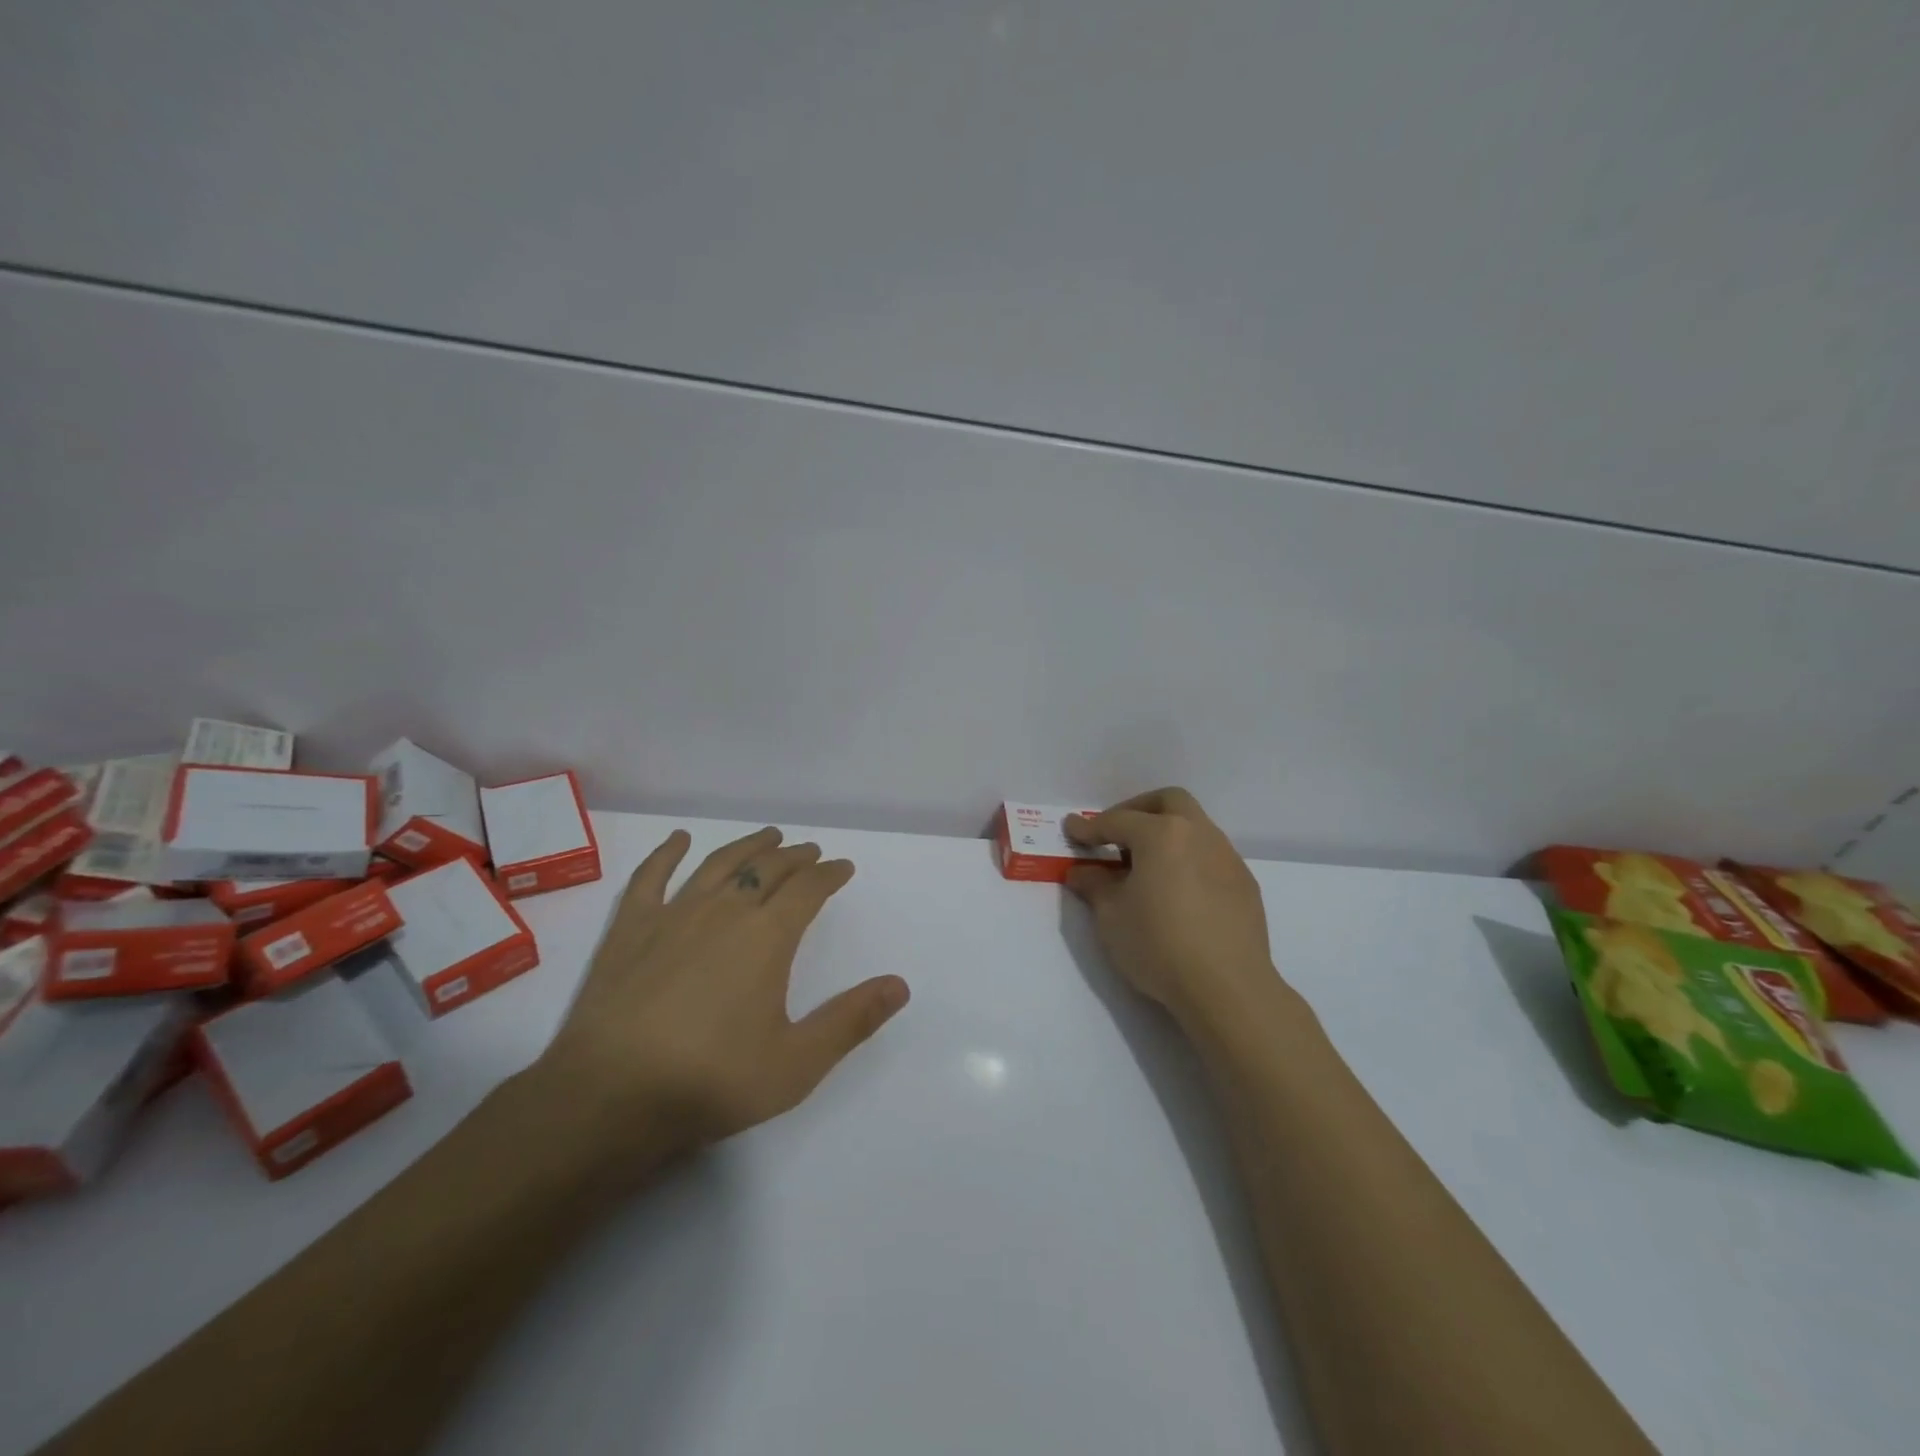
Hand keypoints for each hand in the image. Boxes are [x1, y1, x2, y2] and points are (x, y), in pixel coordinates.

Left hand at [533, 826, 909, 1164]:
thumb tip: (900, 984)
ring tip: (767, 836)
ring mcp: (673, 914)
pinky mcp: (630, 929)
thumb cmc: (711, 1082)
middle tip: (810, 852)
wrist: (610, 1098)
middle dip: (795, 857)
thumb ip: (851, 1020)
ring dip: (748, 846)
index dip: (830, 874)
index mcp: (767, 937)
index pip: (808, 889)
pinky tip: (679, 840)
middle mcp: (724, 911)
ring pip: (718, 864)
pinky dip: (667, 853)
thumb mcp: (796, 1063)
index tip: (843, 868)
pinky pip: (651, 877)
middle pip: (767, 870)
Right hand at [1064, 788, 1280, 1032]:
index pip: (1117, 821)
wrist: (1227, 988)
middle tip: (1116, 835)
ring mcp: (1227, 857)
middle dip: (1138, 810)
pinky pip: (1210, 856)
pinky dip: (1188, 860)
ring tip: (1146, 867)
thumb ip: (1095, 885)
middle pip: (1168, 802)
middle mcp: (1198, 834)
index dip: (1089, 827)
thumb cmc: (1159, 945)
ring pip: (1194, 827)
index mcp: (1162, 834)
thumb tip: (1082, 871)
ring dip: (1167, 834)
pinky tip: (1178, 892)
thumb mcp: (1112, 916)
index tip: (1072, 830)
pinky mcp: (1244, 884)